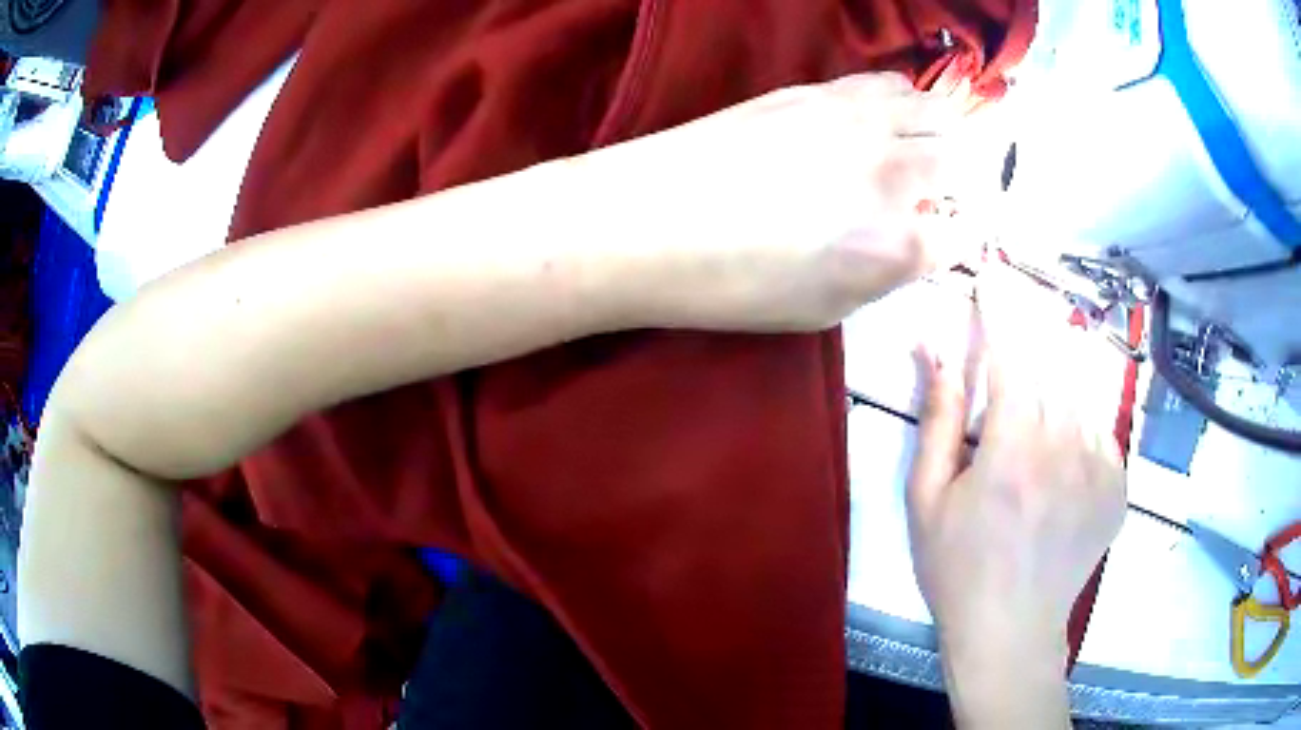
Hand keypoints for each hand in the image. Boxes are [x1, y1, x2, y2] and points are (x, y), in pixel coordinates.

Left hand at [582, 72, 998, 331]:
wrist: (645, 220)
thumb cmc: (729, 286)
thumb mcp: (823, 309)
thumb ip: (884, 273)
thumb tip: (913, 242)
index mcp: (893, 246)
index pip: (964, 235)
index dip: (959, 240)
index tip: (944, 242)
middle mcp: (890, 173)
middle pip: (963, 159)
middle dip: (960, 181)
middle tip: (934, 198)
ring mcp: (854, 120)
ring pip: (934, 109)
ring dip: (937, 134)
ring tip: (915, 153)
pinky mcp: (817, 90)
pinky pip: (884, 83)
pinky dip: (899, 102)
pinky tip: (878, 120)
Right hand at [904, 263, 1126, 726]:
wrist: (1012, 630)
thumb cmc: (958, 569)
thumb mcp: (928, 498)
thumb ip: (937, 416)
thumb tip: (933, 347)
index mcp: (1013, 449)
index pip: (1013, 350)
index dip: (1002, 304)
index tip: (991, 271)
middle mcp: (1066, 446)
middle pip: (1050, 361)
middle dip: (1026, 343)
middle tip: (1011, 354)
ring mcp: (1101, 464)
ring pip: (1078, 390)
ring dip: (1051, 387)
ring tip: (1027, 434)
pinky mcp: (1118, 482)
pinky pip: (1099, 425)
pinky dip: (1077, 423)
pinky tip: (1057, 461)